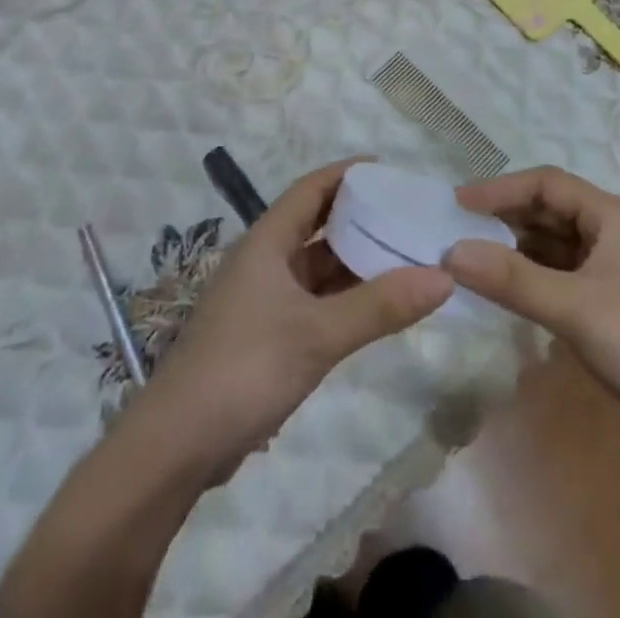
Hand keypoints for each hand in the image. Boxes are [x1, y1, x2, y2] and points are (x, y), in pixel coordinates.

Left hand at [135, 161, 452, 481]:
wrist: (175, 448)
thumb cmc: (244, 369)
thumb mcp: (317, 334)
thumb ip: (380, 306)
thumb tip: (443, 276)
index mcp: (268, 241)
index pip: (312, 188)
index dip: (349, 173)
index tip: (392, 170)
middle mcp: (265, 261)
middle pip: (319, 224)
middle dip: (362, 218)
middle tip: (410, 215)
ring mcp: (265, 300)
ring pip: (319, 267)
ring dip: (357, 261)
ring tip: (406, 256)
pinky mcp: (267, 336)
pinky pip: (316, 301)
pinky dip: (346, 298)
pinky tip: (378, 306)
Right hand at [445, 166, 619, 459]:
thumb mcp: (576, 308)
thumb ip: (513, 279)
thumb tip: (452, 251)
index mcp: (610, 215)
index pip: (546, 183)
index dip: (500, 189)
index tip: (457, 203)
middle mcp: (612, 230)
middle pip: (549, 210)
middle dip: (505, 218)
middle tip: (458, 232)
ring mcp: (614, 266)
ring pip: (555, 243)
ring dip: (517, 248)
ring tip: (474, 261)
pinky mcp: (613, 299)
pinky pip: (563, 273)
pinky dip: (534, 276)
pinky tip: (509, 291)